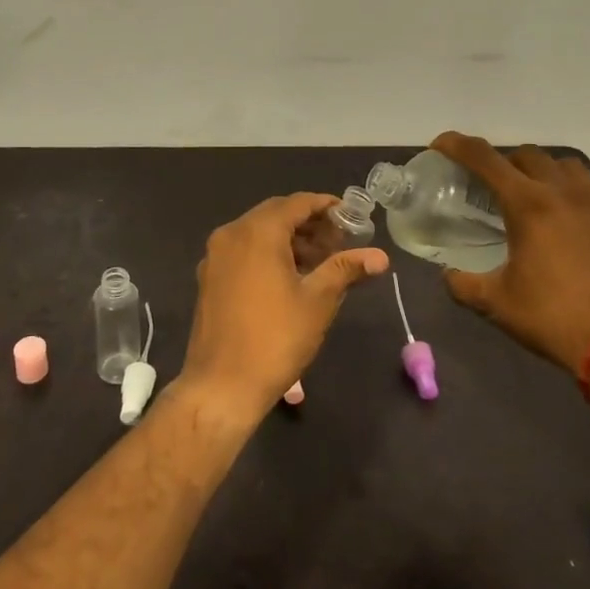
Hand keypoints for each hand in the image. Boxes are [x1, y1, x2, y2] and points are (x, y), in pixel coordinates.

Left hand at [179, 193, 388, 423]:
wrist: (221, 385)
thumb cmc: (275, 338)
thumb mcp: (318, 301)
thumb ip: (345, 269)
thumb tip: (380, 256)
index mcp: (257, 232)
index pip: (296, 203)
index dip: (325, 206)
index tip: (350, 217)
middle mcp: (231, 234)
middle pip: (275, 214)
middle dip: (309, 224)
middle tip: (340, 242)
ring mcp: (215, 256)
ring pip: (258, 233)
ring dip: (289, 240)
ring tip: (321, 263)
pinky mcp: (209, 278)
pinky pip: (244, 251)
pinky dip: (268, 253)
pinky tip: (290, 278)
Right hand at [430, 132, 589, 375]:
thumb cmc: (555, 319)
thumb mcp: (497, 304)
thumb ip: (463, 284)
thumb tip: (447, 275)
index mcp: (528, 204)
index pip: (484, 159)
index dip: (457, 145)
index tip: (441, 144)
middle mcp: (565, 191)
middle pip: (528, 155)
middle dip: (505, 163)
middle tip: (494, 187)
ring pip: (568, 166)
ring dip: (547, 173)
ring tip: (540, 198)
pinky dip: (586, 199)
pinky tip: (583, 221)